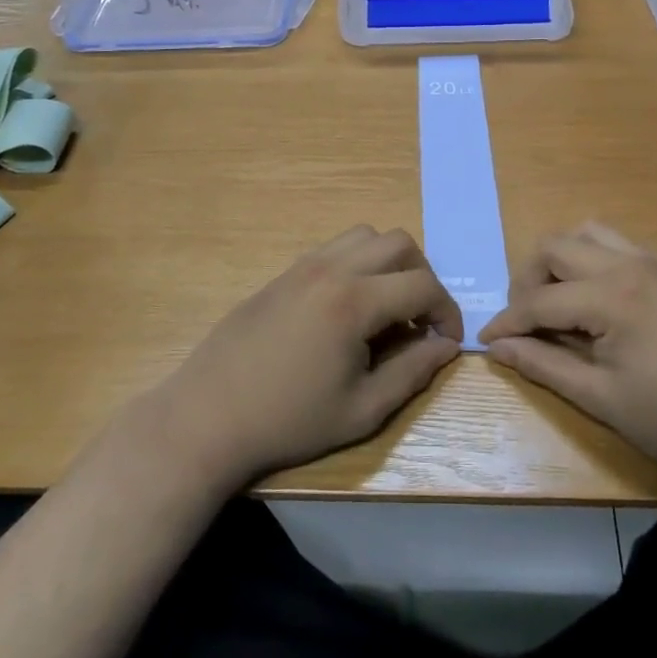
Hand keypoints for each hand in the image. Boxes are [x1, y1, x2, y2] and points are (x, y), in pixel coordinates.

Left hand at [151, 227, 461, 486]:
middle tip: (420, 319)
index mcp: (353, 301)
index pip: (423, 285)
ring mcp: (303, 265)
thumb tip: (446, 347)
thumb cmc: (288, 421)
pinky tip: (349, 307)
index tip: (447, 342)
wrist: (209, 416)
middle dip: (423, 277)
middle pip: (399, 243)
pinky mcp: (284, 273)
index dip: (447, 311)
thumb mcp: (361, 410)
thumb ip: (412, 372)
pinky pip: (334, 248)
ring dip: (389, 263)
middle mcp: (331, 269)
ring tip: (387, 308)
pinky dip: (358, 263)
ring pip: (365, 236)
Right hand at [479, 223, 656, 493]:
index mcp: (611, 297)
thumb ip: (546, 366)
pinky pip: (617, 243)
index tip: (486, 341)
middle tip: (525, 321)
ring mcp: (654, 262)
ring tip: (558, 302)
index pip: (539, 299)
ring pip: (587, 234)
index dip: (507, 321)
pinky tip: (597, 300)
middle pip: (555, 247)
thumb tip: (497, 347)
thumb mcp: (605, 400)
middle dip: (527, 280)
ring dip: (560, 260)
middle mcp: (628, 264)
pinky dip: (591, 259)